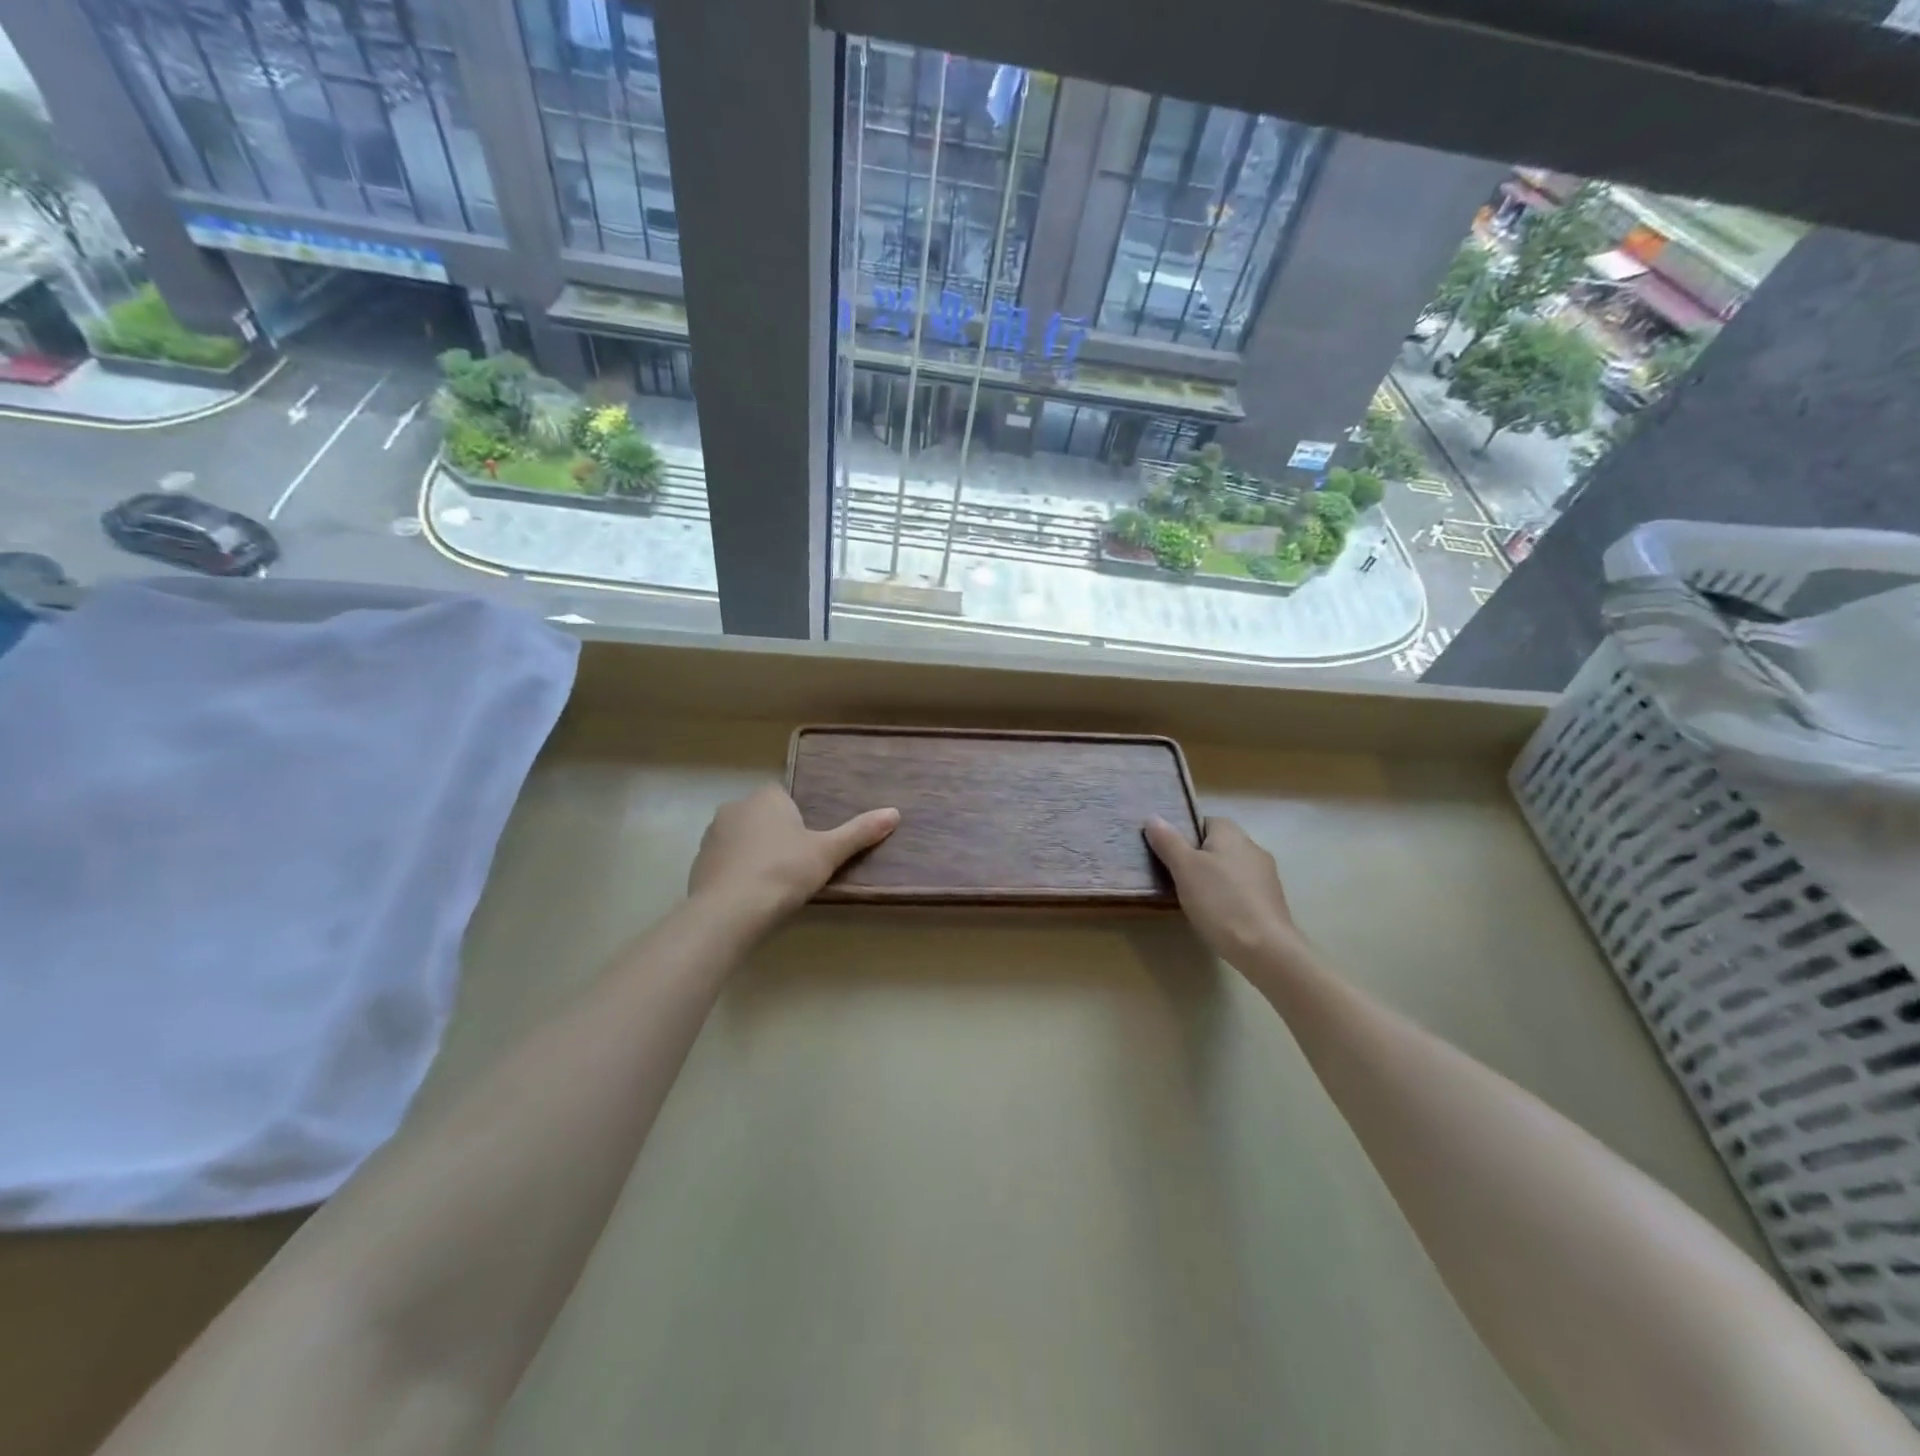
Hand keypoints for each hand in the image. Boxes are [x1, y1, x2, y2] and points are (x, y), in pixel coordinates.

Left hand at [689, 785, 898, 926]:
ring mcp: (712, 836)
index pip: (784, 797)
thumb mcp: (828, 852)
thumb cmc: (784, 872)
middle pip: (762, 817)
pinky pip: (725, 862)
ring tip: (773, 885)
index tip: (808, 845)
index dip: (797, 819)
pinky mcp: (698, 864)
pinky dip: (736, 874)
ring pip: (741, 839)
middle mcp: (734, 808)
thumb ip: (860, 832)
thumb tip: (895, 812)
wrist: (730, 911)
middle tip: (796, 866)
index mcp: (766, 797)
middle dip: (775, 836)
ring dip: (754, 854)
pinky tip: (750, 897)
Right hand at [1144, 815, 1309, 978]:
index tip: (1168, 855)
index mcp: (1231, 833)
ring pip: (1229, 868)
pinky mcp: (1271, 900)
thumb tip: (1152, 817)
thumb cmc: (1220, 901)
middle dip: (1197, 858)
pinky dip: (1227, 897)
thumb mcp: (1184, 868)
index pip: (1203, 822)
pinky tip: (1216, 915)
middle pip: (1217, 845)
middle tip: (1175, 877)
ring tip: (1193, 899)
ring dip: (1213, 879)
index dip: (1184, 835)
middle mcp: (1252, 847)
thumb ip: (1168, 841)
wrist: (1265, 948)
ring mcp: (1265, 875)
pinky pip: (1241, 889)